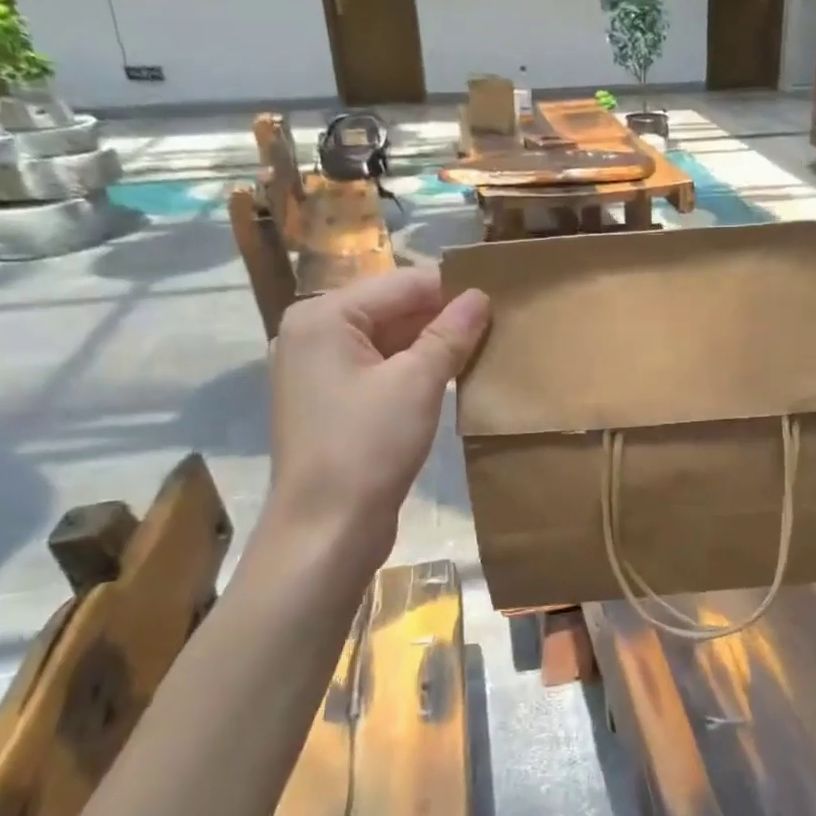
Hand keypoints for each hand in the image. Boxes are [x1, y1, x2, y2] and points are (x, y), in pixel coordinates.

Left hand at [264, 269, 489, 568]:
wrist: (326, 531)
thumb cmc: (368, 446)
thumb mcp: (417, 383)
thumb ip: (450, 334)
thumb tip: (480, 297)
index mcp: (324, 316)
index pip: (402, 284)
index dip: (452, 291)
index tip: (501, 302)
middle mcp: (314, 335)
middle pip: (392, 310)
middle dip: (443, 319)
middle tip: (498, 328)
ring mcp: (320, 372)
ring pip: (389, 342)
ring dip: (432, 347)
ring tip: (483, 351)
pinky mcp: (332, 404)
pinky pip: (380, 371)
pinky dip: (414, 371)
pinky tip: (453, 379)